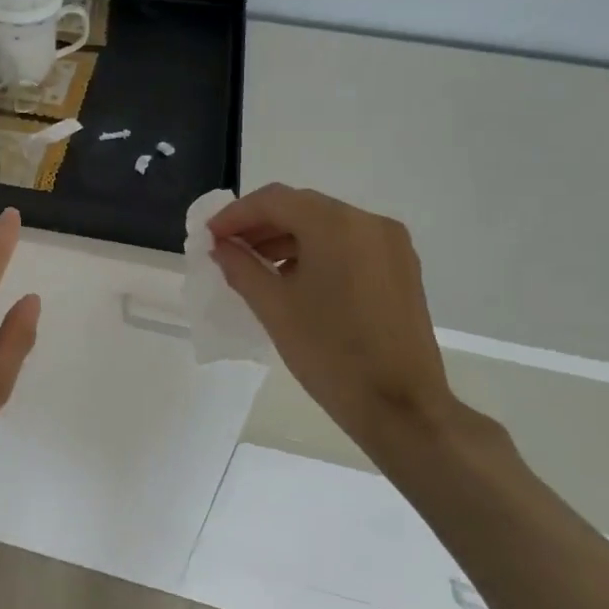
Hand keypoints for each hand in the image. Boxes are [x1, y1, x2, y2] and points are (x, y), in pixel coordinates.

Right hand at [208, 183, 458, 447]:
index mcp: (336, 225)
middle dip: (259, 224)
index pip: (274, 200)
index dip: (235, 215)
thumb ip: (240, 266)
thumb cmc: (329, 353)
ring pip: (325, 224)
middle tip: (226, 247)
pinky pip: (347, 243)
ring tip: (254, 265)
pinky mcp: (400, 268)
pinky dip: (314, 251)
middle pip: (301, 207)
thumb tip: (221, 247)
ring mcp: (390, 245)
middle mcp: (368, 222)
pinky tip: (291, 277)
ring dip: (286, 237)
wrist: (400, 407)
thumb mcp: (273, 307)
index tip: (208, 235)